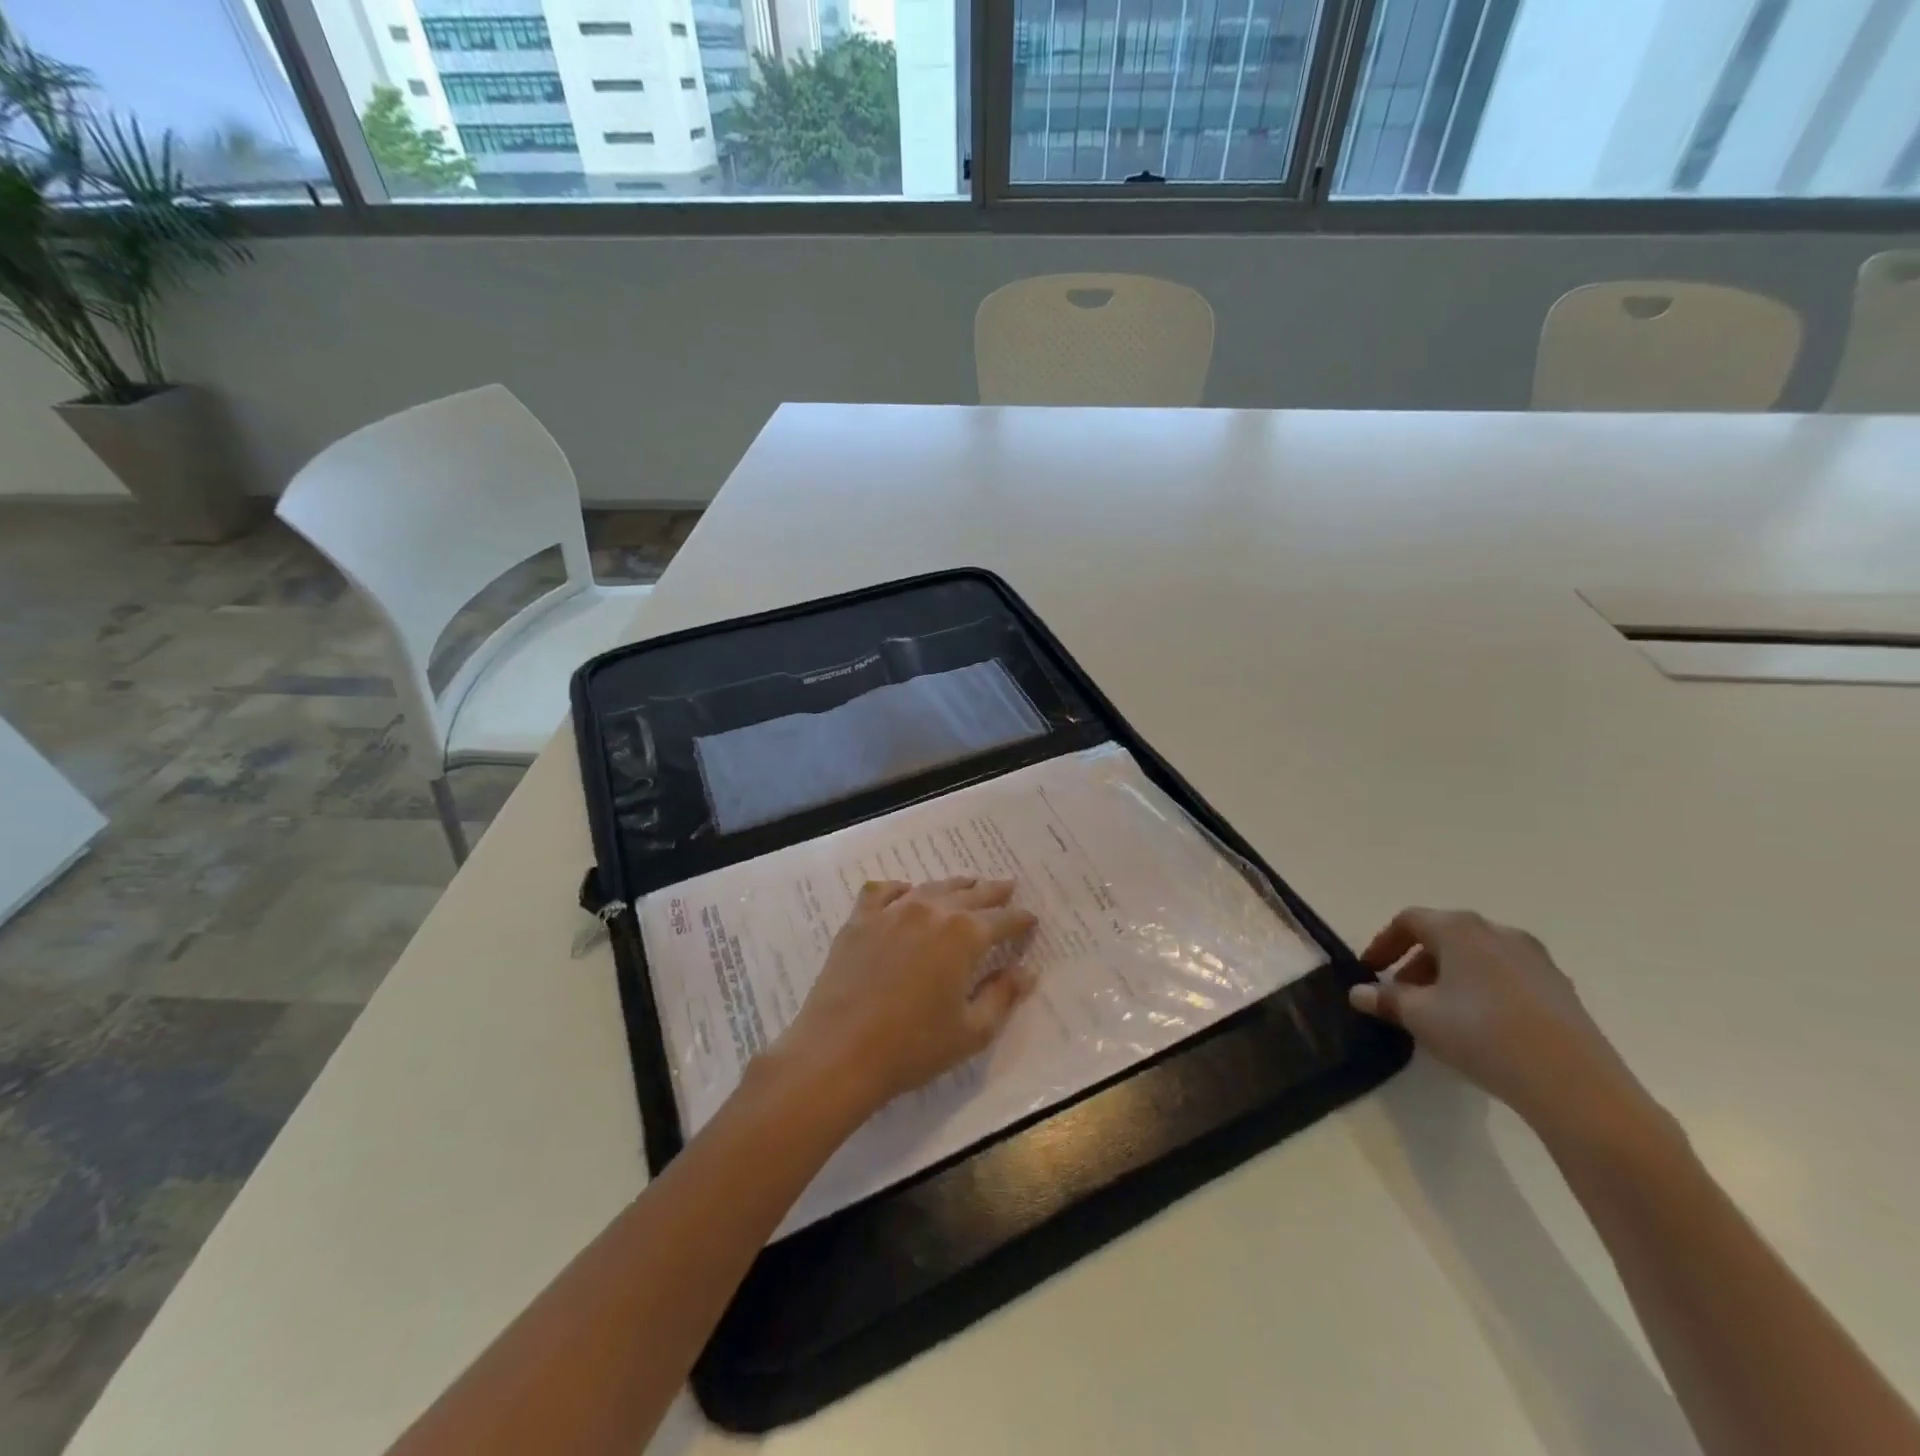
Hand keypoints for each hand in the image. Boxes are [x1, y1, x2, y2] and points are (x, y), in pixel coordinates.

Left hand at [776, 877, 1038, 1119]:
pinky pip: (884, 891)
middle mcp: (931, 911)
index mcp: (964, 935)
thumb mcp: (972, 1031)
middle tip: (1008, 886)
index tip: (1031, 919)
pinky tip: (906, 894)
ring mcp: (892, 911)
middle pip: (971, 894)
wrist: (839, 1052)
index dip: (1020, 919)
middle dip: (993, 892)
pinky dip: (901, 889)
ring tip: (967, 885)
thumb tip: (1027, 971)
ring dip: (955, 886)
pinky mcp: (860, 920)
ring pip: (932, 887)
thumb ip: (1003, 995)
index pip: (1003, 920)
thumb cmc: (913, 1047)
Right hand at [1351, 907, 1661, 1145]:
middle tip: (1402, 996)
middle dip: (1417, 963)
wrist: (1573, 1083)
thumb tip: (1359, 993)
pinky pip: (1507, 978)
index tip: (1370, 971)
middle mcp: (1498, 932)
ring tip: (1440, 1013)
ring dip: (1450, 977)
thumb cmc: (1480, 1033)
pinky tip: (1481, 1026)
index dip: (1383, 943)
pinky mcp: (1560, 989)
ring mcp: (1536, 960)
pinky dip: (1483, 990)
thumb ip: (1385, 999)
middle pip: (1445, 936)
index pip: (1409, 921)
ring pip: (1478, 957)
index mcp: (1459, 928)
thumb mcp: (1419, 1016)